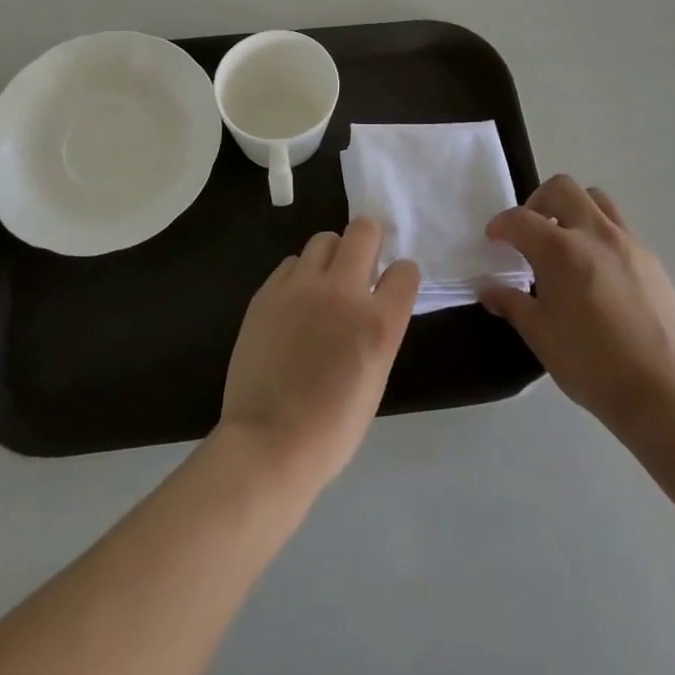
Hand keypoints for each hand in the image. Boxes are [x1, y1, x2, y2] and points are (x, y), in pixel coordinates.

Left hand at [219, 217, 420, 492]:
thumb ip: (378, 329)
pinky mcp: (268, 291)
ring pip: (324, 239)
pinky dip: (299, 276)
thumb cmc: (332, 427)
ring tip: (323, 286)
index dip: (400, 276)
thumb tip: (372, 303)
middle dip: (368, 242)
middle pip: (364, 230)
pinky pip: (291, 263)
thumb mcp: (374, 377)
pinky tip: (294, 304)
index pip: (406, 270)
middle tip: (360, 268)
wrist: (269, 444)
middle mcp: (344, 292)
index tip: (391, 286)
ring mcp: (302, 287)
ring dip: (331, 257)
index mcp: (379, 323)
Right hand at [478, 176, 674, 436]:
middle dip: (538, 201)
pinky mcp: (651, 260)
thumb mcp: (540, 335)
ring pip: (596, 200)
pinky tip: (597, 271)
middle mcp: (594, 234)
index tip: (494, 239)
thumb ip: (512, 303)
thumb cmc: (590, 364)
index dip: (501, 225)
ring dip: (574, 209)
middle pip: (562, 189)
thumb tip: (489, 290)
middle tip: (531, 231)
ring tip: (566, 242)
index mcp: (561, 250)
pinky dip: (599, 234)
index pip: (520, 219)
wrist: (662, 391)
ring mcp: (628, 244)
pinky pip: (620, 228)